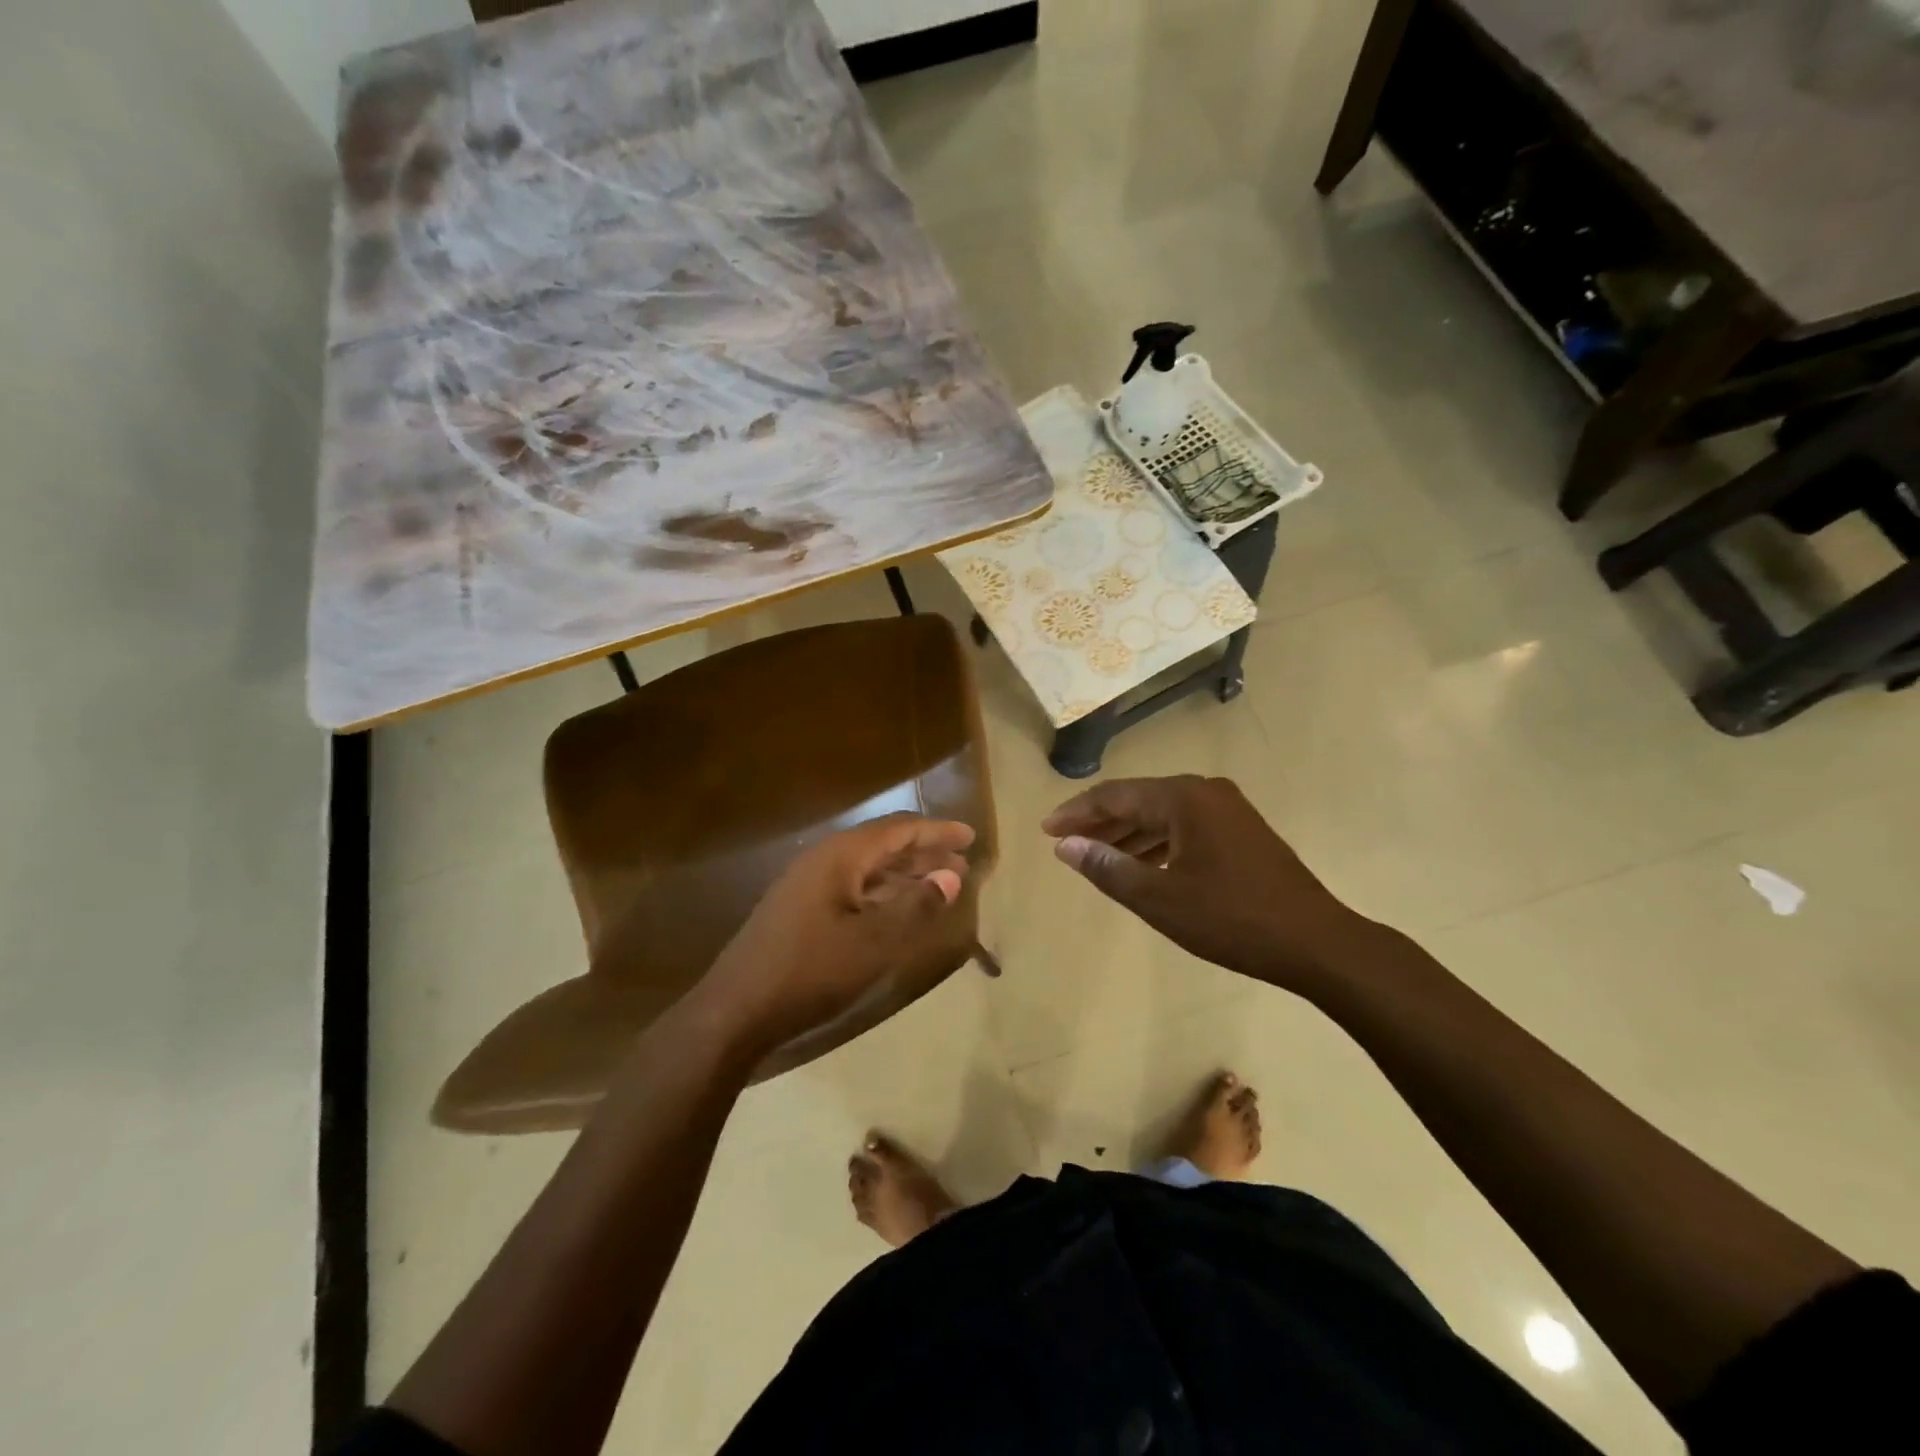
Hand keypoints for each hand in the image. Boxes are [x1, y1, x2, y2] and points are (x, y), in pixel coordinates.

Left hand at [692, 813, 976, 1058]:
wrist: (736, 1011)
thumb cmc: (810, 970)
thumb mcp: (874, 941)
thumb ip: (916, 905)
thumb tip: (951, 875)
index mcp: (840, 856)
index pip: (898, 829)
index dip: (936, 832)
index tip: (969, 837)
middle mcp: (824, 861)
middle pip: (883, 845)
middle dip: (923, 852)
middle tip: (961, 864)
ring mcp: (808, 886)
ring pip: (868, 868)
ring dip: (905, 873)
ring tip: (939, 884)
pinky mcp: (801, 910)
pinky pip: (854, 888)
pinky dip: (883, 892)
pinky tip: (898, 910)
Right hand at [1042, 775, 1366, 991]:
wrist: (1315, 942)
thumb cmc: (1230, 918)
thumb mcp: (1158, 897)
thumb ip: (1107, 867)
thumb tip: (1065, 845)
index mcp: (1183, 798)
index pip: (1115, 795)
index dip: (1076, 812)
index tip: (1046, 830)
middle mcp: (1205, 792)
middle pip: (1138, 800)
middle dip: (1100, 822)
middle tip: (1065, 844)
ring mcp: (1228, 810)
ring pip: (1163, 814)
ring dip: (1128, 834)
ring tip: (1097, 857)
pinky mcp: (1242, 831)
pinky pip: (1185, 827)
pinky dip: (1157, 843)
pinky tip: (1143, 864)